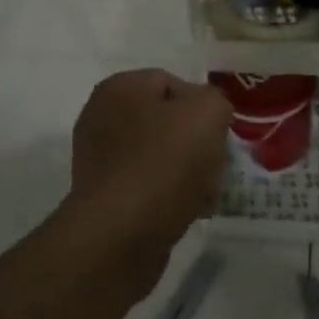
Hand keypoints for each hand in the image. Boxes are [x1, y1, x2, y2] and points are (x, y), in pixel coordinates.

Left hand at [60, 69, 232, 297]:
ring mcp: (99, 160)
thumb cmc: (164, 162)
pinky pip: (147, 187)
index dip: (203, 106)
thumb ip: (215, 101)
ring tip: (205, 194)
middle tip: (215, 165)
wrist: (121, 234)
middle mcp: (101, 118)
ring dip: (189, 173)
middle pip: (167, 123)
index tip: (219, 133)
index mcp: (119, 88)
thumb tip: (207, 115)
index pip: (172, 83)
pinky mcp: (104, 198)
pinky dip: (169, 197)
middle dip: (197, 143)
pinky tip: (188, 212)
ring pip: (160, 157)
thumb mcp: (207, 113)